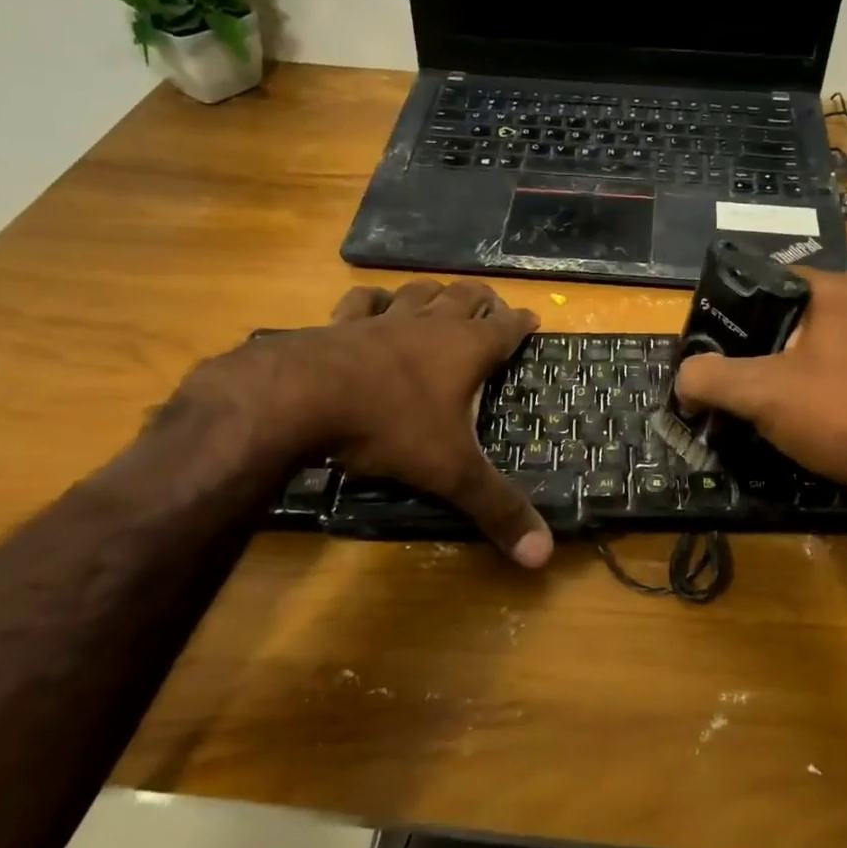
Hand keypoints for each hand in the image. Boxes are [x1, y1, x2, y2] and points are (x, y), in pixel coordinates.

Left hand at [178, 280, 551, 566]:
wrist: (303, 398)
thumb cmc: (390, 427)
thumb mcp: (451, 472)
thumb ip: (497, 509)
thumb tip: (543, 556)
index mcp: (465, 350)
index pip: (506, 328)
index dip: (522, 323)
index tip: (533, 320)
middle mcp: (429, 325)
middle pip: (465, 297)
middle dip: (483, 300)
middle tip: (493, 308)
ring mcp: (383, 320)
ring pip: (418, 291)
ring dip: (434, 293)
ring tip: (442, 298)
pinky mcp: (340, 325)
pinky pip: (363, 302)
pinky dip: (374, 301)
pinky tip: (374, 306)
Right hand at [671, 269, 846, 531]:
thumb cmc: (843, 412)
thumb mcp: (762, 393)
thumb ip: (710, 379)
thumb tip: (684, 380)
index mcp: (834, 291)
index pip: (765, 280)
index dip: (729, 310)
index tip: (706, 344)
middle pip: (788, 319)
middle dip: (753, 349)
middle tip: (723, 380)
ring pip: (814, 353)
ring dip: (783, 376)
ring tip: (754, 405)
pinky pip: (840, 379)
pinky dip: (814, 396)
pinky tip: (799, 424)